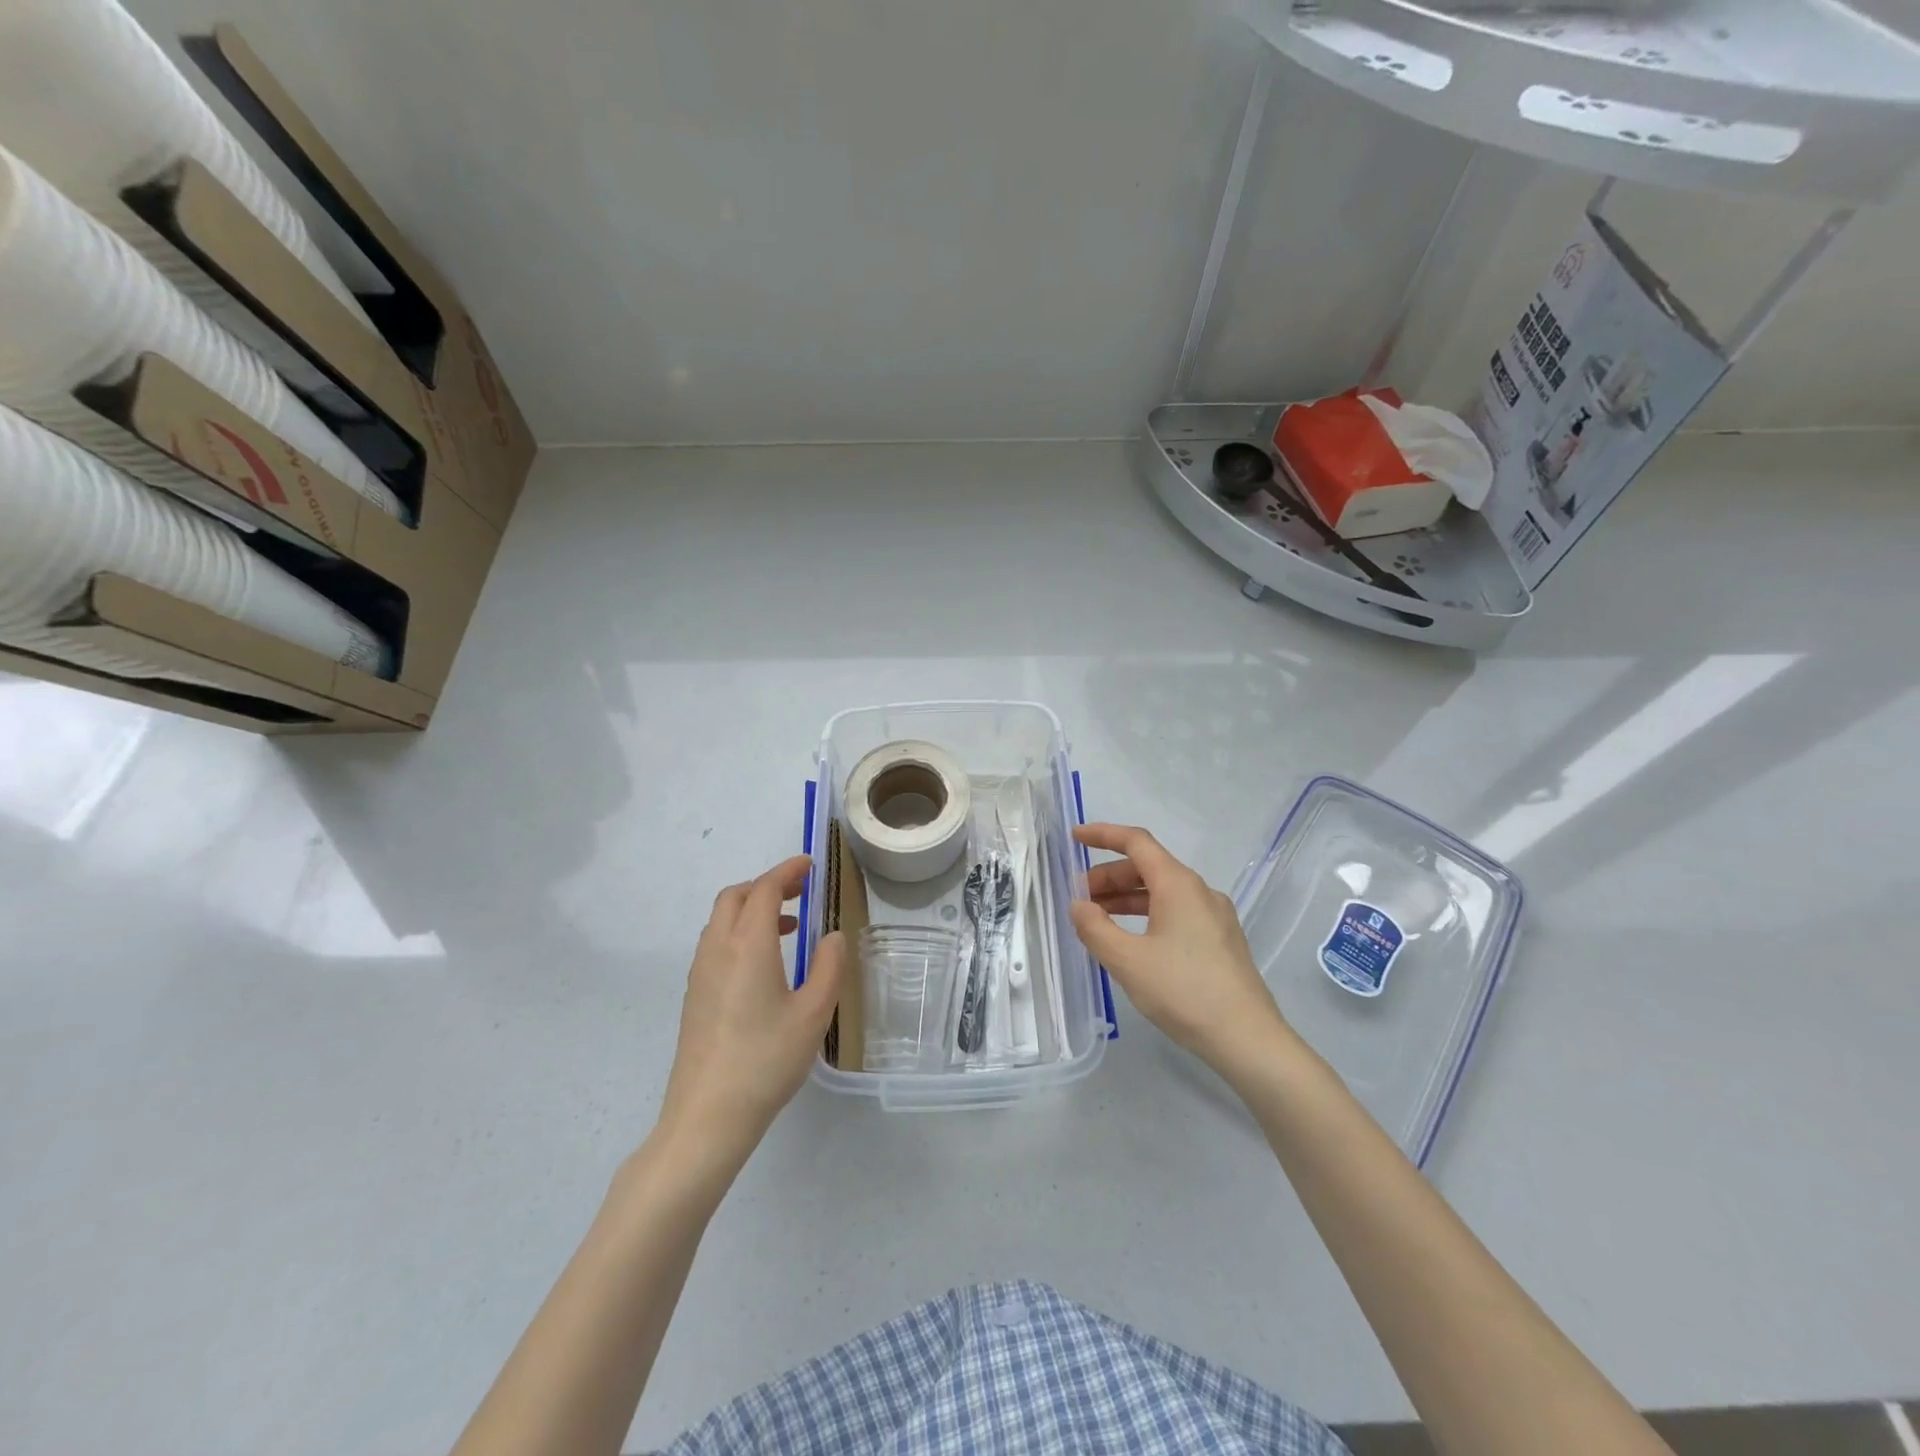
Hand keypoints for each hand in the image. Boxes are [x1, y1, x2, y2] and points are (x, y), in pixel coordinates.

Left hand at [657, 855, 844, 1167]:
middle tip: (800, 892)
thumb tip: (832, 937)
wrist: (707, 1116)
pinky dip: (739, 933)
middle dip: (767, 885)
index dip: (787, 871)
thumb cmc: (766, 1061)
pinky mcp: (694, 996)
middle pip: (735, 897)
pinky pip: (715, 944)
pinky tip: (763, 964)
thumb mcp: (813, 1014)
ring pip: (721, 920)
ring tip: (787, 928)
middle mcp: (717, 949)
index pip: (764, 889)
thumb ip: (829, 968)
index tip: (810, 865)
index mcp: (747, 946)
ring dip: (751, 909)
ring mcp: (700, 973)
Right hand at [1069, 823, 1289, 1069]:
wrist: (1248, 1038)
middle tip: (1080, 898)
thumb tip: (1078, 905)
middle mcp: (1199, 891)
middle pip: (1148, 867)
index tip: (1075, 837)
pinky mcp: (1221, 940)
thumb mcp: (1127, 960)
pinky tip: (1132, 940)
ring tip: (1098, 919)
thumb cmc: (1184, 992)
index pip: (1136, 842)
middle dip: (1109, 876)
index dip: (1103, 835)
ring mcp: (1214, 916)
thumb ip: (1095, 928)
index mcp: (1178, 885)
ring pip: (1162, 892)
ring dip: (1127, 898)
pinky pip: (1176, 912)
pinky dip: (1147, 914)